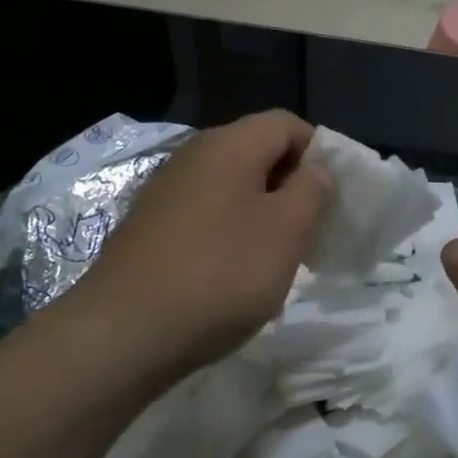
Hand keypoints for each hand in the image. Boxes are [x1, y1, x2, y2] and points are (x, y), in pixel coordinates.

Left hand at [66, 110, 331, 382]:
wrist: (123, 333)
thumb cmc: (220, 273)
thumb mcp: (287, 230)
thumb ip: (312, 190)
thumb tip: (314, 169)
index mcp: (229, 144)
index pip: (287, 123)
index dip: (319, 152)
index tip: (334, 197)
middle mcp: (193, 156)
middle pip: (258, 153)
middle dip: (293, 186)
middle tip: (312, 230)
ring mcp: (166, 192)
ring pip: (232, 187)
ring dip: (263, 214)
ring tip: (278, 257)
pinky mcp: (150, 228)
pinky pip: (206, 215)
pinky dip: (231, 234)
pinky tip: (235, 275)